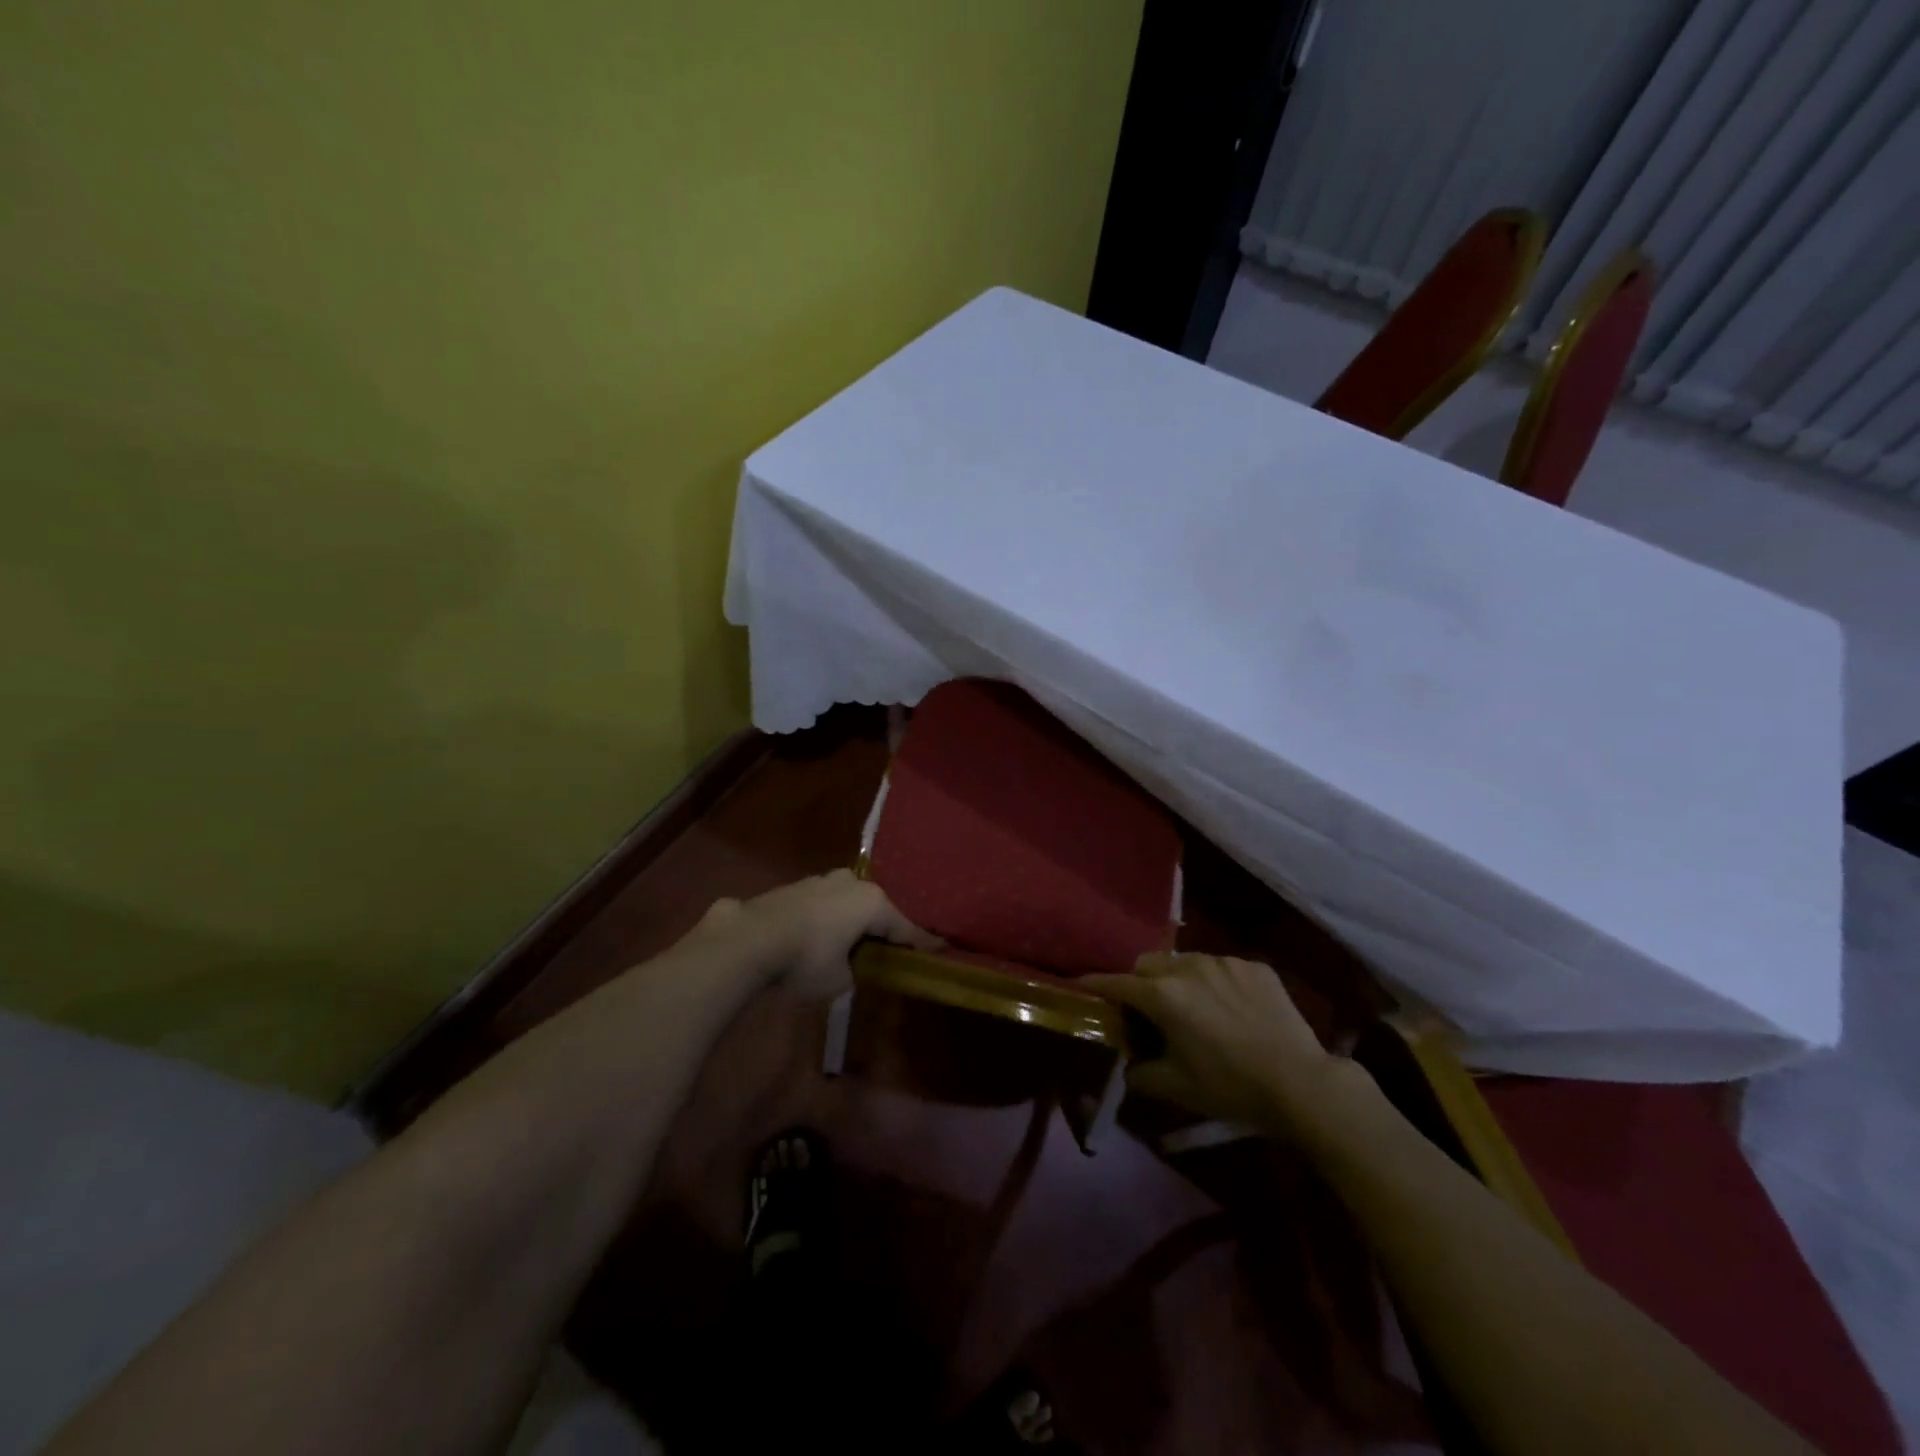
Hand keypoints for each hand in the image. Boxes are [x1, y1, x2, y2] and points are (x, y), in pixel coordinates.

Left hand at [698, 870, 935, 999]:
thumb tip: (849, 967)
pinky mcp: (794, 886)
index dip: (922, 943)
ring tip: (850, 940)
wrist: (748, 939)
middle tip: (889, 947)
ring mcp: (820, 880)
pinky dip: (827, 917)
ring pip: (847, 901)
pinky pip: (822, 903)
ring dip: (851, 919)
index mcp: (872, 903)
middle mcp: (851, 883)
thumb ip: (854, 972)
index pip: (904, 928)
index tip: (940, 948)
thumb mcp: (839, 981)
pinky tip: (818, 934)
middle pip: (876, 908)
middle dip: (882, 926)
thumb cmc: (804, 961)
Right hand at [1083, 953, 1354, 1135]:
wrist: (1301, 1083)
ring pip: (1185, 961)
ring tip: (1191, 1005)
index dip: (1095, 984)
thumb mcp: (1175, 1087)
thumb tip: (1126, 1066)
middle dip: (1139, 980)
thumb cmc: (1230, 1086)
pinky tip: (1230, 1009)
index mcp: (1163, 994)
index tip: (1081, 985)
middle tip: (1145, 1007)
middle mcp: (1189, 966)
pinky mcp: (1254, 966)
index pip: (1116, 982)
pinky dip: (1215, 982)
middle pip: (1148, 963)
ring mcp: (1224, 962)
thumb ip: (1139, 1073)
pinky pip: (1221, 967)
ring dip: (1177, 978)